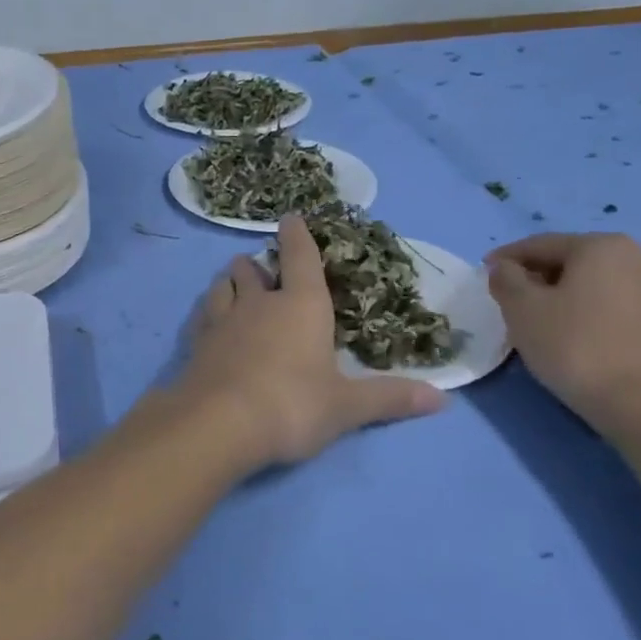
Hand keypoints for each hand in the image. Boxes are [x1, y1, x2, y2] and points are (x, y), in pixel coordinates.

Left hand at [175, 215, 445, 468]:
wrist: (219, 422)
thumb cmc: (292, 405)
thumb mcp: (346, 407)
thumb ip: (390, 398)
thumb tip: (443, 398)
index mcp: (301, 305)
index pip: (301, 258)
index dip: (297, 235)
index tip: (290, 217)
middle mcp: (259, 302)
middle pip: (253, 268)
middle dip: (259, 264)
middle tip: (264, 269)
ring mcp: (223, 318)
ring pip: (223, 284)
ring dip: (231, 281)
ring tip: (235, 284)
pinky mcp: (197, 340)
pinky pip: (203, 312)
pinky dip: (209, 309)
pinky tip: (210, 319)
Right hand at [485, 232, 640, 432]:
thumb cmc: (578, 348)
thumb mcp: (522, 310)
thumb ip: (505, 279)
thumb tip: (506, 268)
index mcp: (603, 247)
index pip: (541, 245)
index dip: (506, 258)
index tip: (485, 273)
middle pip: (574, 263)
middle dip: (541, 279)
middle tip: (514, 303)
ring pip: (601, 288)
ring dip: (570, 300)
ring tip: (549, 327)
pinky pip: (625, 313)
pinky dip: (599, 320)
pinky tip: (586, 345)